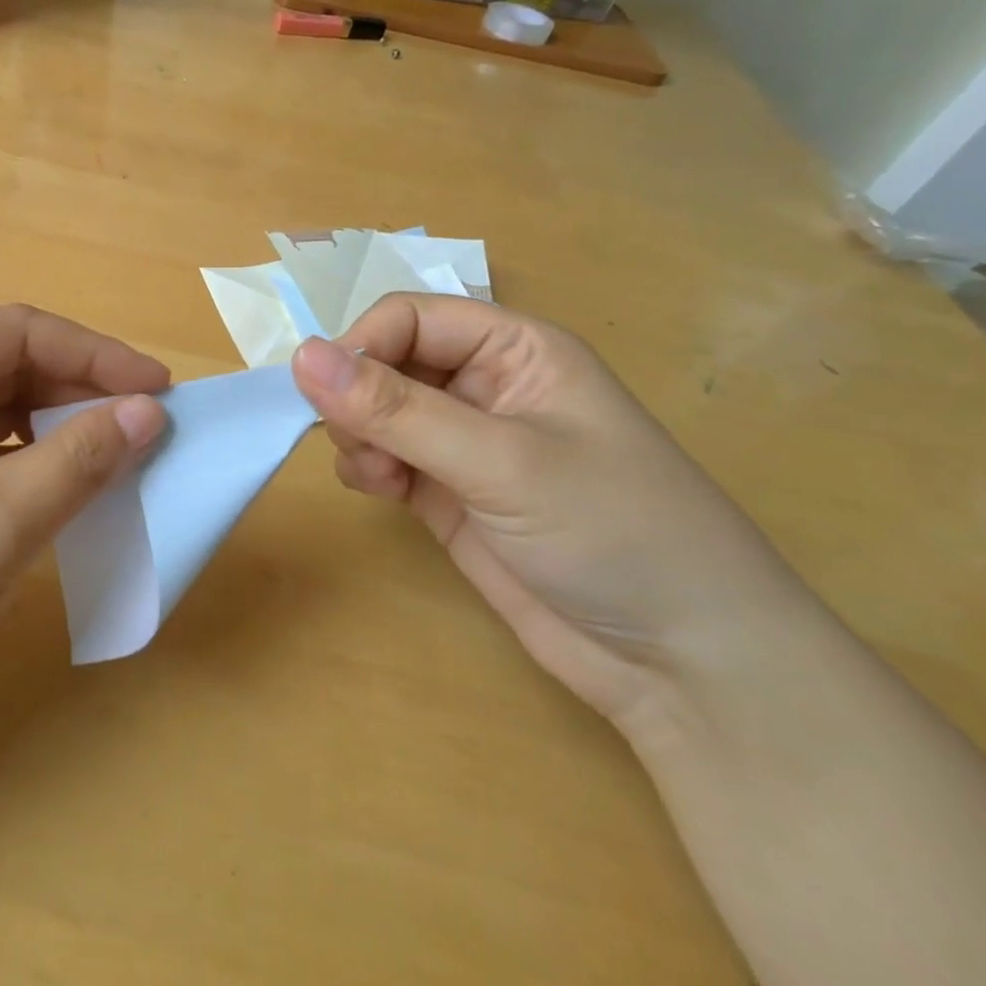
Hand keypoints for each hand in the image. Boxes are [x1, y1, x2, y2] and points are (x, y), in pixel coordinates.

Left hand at [0, 306, 167, 791]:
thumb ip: (80, 459)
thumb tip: (150, 411)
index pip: (14, 332)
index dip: (96, 356)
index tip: (164, 392)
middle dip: (75, 396)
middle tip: (147, 433)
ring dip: (51, 433)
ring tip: (112, 463)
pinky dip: (18, 466)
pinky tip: (56, 492)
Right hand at [291, 295, 804, 730]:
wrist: (685, 668)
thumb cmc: (613, 533)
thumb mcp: (500, 462)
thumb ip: (395, 409)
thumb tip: (300, 356)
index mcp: (514, 349)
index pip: (409, 317)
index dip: (362, 345)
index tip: (328, 395)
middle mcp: (485, 385)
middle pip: (386, 360)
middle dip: (357, 396)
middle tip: (356, 442)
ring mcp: (464, 441)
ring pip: (375, 409)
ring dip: (358, 433)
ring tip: (376, 475)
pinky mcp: (447, 491)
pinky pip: (382, 455)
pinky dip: (365, 465)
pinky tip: (380, 490)